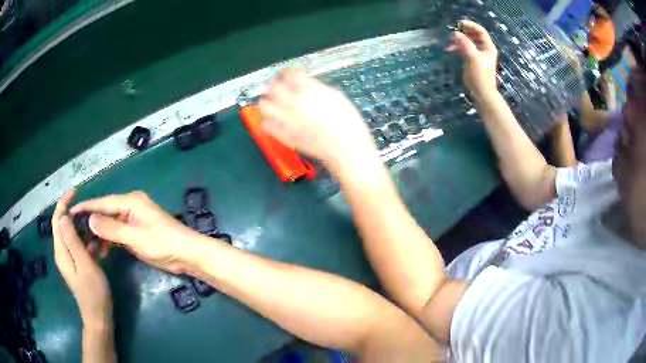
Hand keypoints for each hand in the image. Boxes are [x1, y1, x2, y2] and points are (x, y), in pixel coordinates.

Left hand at [52, 190, 111, 327]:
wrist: (98, 317)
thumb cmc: (93, 292)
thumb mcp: (85, 265)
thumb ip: (73, 241)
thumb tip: (63, 216)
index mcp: (61, 250)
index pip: (57, 219)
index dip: (64, 203)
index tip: (76, 191)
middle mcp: (62, 251)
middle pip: (64, 225)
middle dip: (76, 214)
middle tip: (92, 212)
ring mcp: (70, 259)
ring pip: (73, 235)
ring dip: (84, 228)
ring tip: (98, 227)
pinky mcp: (77, 264)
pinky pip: (79, 245)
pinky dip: (88, 241)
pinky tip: (99, 244)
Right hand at [70, 191, 206, 274]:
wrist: (186, 255)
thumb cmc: (162, 242)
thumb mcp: (135, 236)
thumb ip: (111, 228)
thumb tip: (90, 219)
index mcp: (130, 202)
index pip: (102, 203)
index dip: (86, 208)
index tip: (70, 213)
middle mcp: (129, 208)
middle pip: (104, 213)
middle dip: (90, 223)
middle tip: (74, 233)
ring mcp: (132, 221)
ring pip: (109, 226)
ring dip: (98, 235)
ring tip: (85, 246)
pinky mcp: (135, 234)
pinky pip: (116, 235)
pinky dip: (108, 242)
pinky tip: (100, 252)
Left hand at [260, 68, 377, 168]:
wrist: (346, 150)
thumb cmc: (347, 123)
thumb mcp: (336, 97)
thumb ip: (316, 87)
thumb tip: (304, 82)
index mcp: (309, 91)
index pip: (289, 74)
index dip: (288, 72)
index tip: (289, 74)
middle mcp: (294, 103)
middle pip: (273, 87)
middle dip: (276, 85)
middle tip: (281, 88)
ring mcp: (287, 120)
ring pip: (264, 105)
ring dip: (268, 101)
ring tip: (275, 104)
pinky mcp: (284, 136)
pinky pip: (265, 125)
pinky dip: (267, 120)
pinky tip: (275, 121)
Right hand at [447, 20, 498, 101]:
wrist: (482, 92)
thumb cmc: (481, 75)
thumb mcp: (473, 57)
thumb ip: (465, 43)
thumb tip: (455, 33)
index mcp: (488, 47)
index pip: (480, 31)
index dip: (471, 25)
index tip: (459, 23)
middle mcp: (483, 48)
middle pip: (473, 35)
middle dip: (463, 33)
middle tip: (453, 33)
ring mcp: (477, 54)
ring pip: (467, 41)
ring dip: (458, 40)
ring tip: (450, 43)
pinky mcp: (470, 59)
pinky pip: (463, 48)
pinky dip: (456, 47)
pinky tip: (450, 49)